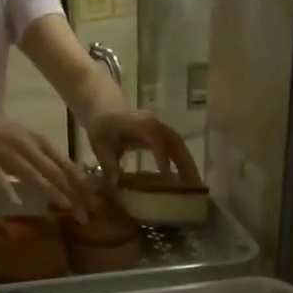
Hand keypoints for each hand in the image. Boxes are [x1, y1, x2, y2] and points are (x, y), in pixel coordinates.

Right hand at [0, 100, 90, 213]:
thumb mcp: (20, 138)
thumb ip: (37, 155)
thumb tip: (56, 174)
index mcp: (34, 139)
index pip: (63, 162)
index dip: (79, 182)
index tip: (92, 200)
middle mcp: (24, 145)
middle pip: (53, 171)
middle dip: (72, 194)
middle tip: (85, 215)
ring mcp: (4, 152)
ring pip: (32, 174)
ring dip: (51, 191)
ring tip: (65, 207)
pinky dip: (7, 188)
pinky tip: (17, 202)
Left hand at [85, 109, 202, 185]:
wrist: (104, 106)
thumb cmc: (101, 125)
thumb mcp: (99, 144)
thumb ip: (107, 163)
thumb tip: (116, 184)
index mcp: (138, 124)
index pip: (155, 138)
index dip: (162, 155)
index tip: (167, 175)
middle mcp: (154, 124)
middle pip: (175, 142)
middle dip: (185, 164)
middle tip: (193, 186)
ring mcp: (160, 128)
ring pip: (179, 146)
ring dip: (188, 165)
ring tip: (194, 186)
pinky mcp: (162, 135)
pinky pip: (176, 148)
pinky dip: (182, 163)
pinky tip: (185, 180)